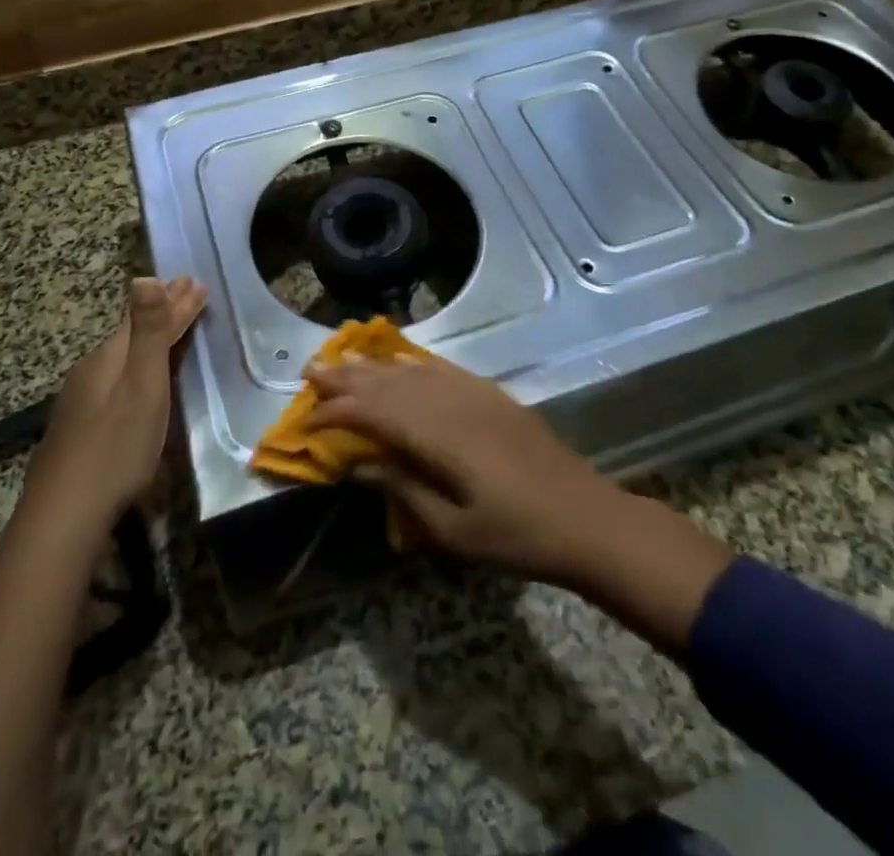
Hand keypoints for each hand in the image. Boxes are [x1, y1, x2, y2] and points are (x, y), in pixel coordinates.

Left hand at [27, 276, 205, 535]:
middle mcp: (91, 371)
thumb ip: (147, 333)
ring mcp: (80, 401)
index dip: (174, 301)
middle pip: (131, 333)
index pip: (146, 317)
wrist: (64, 517)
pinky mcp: (79, 428)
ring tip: (168, 326)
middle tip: (185, 289)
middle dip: (161, 312)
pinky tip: (134, 376)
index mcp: (108, 358)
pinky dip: (136, 364)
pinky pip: (114, 377)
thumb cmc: (115, 448)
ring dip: (149, 336)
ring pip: (121, 355)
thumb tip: (145, 276)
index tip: (197, 282)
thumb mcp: (141, 386)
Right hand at [304, 350, 631, 584]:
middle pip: (388, 384)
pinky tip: (400, 359)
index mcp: (438, 436)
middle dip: (347, 378)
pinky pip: (442, 369)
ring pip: (411, 371)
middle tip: (311, 371)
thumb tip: (360, 465)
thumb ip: (404, 491)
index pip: (374, 414)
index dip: (338, 414)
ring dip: (374, 365)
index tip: (309, 419)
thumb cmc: (516, 535)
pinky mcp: (490, 394)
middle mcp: (450, 404)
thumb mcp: (453, 530)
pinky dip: (414, 362)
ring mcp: (473, 394)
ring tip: (343, 357)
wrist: (585, 517)